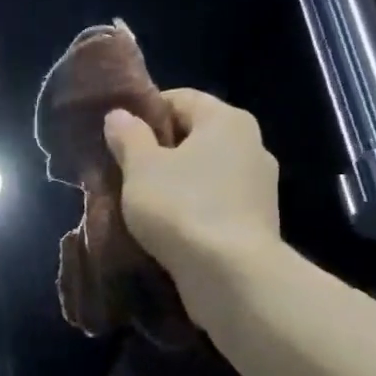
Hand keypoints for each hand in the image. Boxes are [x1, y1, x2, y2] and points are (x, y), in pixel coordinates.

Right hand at [103, 88, 280, 289]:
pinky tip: (167, 227)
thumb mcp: (141, 168)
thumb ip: (128, 137)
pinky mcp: (256, 223)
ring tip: (141, 202)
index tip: (117, 135)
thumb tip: (118, 115)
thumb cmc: (182, 207)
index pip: (181, 98)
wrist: (232, 276)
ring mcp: (259, 187)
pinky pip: (215, 203)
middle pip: (195, 136)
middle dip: (159, 150)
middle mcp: (252, 146)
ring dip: (175, 182)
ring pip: (205, 172)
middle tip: (123, 170)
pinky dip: (191, 208)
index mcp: (227, 121)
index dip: (145, 111)